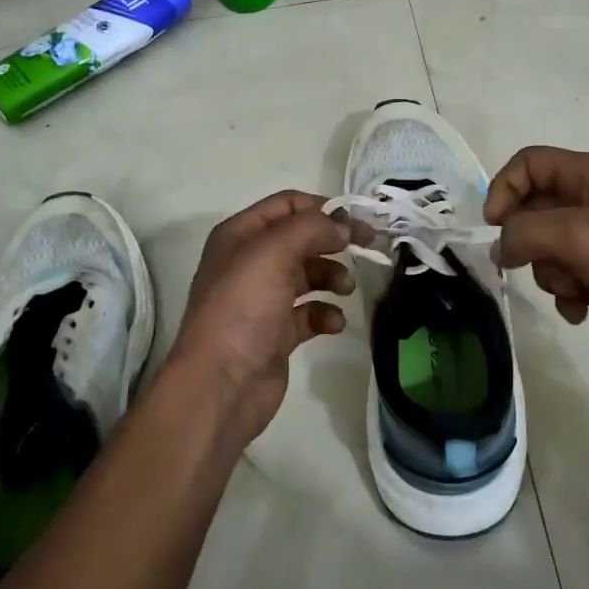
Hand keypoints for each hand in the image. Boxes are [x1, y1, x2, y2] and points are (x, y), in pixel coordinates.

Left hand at [168, 190, 364, 443]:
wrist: (221, 383)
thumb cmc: (242, 308)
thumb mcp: (273, 253)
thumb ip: (312, 228)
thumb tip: (343, 228)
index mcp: (240, 235)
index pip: (287, 204)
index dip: (323, 207)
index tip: (357, 220)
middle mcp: (250, 262)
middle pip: (302, 239)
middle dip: (334, 241)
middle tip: (367, 248)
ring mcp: (263, 299)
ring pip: (309, 275)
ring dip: (333, 276)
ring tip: (345, 288)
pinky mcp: (277, 333)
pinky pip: (310, 313)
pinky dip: (326, 314)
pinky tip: (333, 323)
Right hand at [484, 147, 588, 371]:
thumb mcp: (577, 236)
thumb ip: (525, 233)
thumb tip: (500, 248)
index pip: (528, 163)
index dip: (504, 189)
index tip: (495, 227)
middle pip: (533, 209)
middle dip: (529, 242)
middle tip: (538, 263)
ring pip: (547, 248)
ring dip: (552, 273)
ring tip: (577, 288)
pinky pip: (568, 275)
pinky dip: (569, 293)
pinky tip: (583, 309)